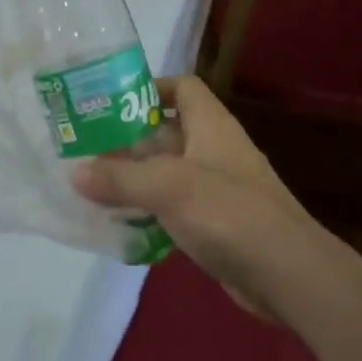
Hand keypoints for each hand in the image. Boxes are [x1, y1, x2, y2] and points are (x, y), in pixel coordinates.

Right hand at [72, 76, 320, 316]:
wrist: (286, 273)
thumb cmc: (228, 213)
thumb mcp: (167, 187)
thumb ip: (120, 178)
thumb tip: (75, 172)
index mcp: (211, 125)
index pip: (182, 87)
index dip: (150, 87)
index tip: (110, 103)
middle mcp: (214, 150)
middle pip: (167, 131)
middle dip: (128, 139)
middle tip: (85, 148)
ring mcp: (216, 189)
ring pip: (167, 172)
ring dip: (134, 178)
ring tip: (91, 185)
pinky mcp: (215, 223)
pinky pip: (174, 207)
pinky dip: (149, 211)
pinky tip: (120, 223)